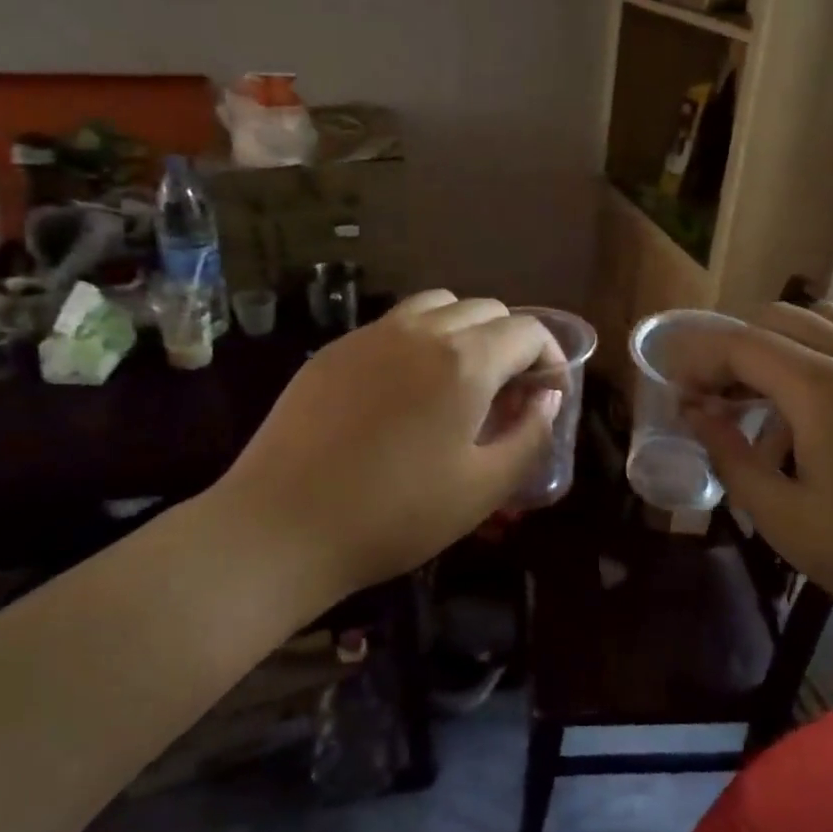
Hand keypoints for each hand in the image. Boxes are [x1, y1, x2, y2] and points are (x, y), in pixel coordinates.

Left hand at [214, 290, 561, 600]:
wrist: (282, 526)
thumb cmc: (394, 516)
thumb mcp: (482, 489)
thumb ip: (529, 437)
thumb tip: (546, 399)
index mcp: (464, 361)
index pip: (527, 331)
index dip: (550, 357)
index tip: (548, 394)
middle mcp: (420, 331)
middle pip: (485, 309)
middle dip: (511, 342)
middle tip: (508, 393)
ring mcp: (371, 335)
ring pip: (438, 305)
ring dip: (465, 330)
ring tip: (461, 379)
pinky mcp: (335, 349)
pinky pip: (393, 324)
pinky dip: (420, 339)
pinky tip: (406, 388)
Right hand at [683, 301, 832, 650]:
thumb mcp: (785, 519)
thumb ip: (730, 455)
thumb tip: (695, 412)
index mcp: (823, 389)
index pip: (742, 344)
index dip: (700, 360)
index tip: (680, 392)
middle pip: (782, 318)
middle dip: (736, 346)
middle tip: (716, 393)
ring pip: (828, 320)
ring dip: (783, 342)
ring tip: (768, 393)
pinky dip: (829, 352)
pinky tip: (829, 404)